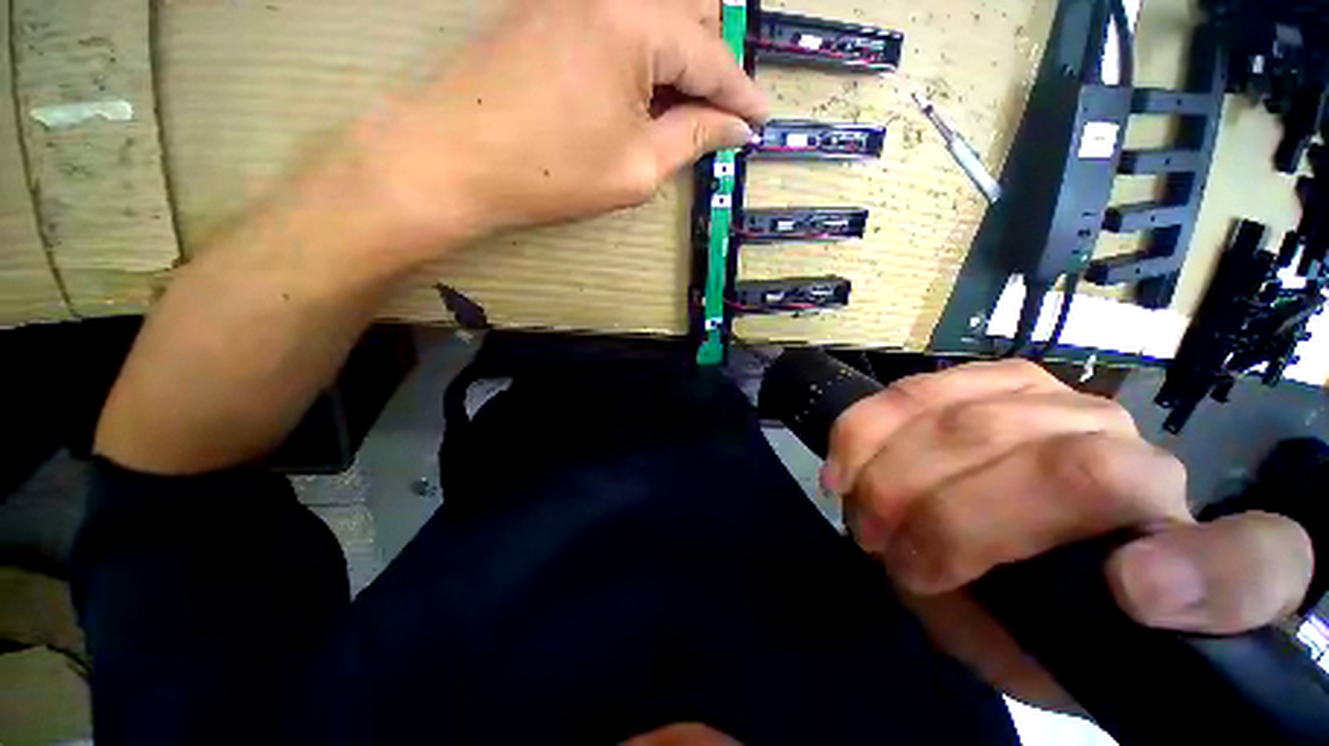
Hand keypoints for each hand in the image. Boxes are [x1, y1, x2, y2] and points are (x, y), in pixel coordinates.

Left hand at [357, 0, 767, 255]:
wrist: (455, 157)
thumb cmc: (553, 172)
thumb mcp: (637, 168)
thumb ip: (693, 138)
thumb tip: (734, 128)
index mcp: (638, 24)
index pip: (712, 56)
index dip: (741, 95)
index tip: (759, 122)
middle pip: (690, 12)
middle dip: (712, 66)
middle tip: (716, 116)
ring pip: (655, 10)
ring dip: (679, 54)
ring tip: (680, 106)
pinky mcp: (550, 4)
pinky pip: (619, 15)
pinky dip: (643, 48)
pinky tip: (639, 87)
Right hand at [823, 360, 1314, 711]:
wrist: (1018, 540)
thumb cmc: (1046, 611)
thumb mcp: (1061, 657)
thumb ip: (1065, 648)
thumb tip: (1121, 588)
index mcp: (1183, 541)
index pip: (1224, 550)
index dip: (1197, 575)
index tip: (1120, 596)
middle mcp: (1130, 446)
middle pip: (1048, 464)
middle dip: (941, 517)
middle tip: (883, 551)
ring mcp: (1053, 399)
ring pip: (963, 416)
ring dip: (891, 472)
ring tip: (860, 511)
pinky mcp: (984, 379)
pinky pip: (911, 391)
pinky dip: (864, 430)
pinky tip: (844, 468)